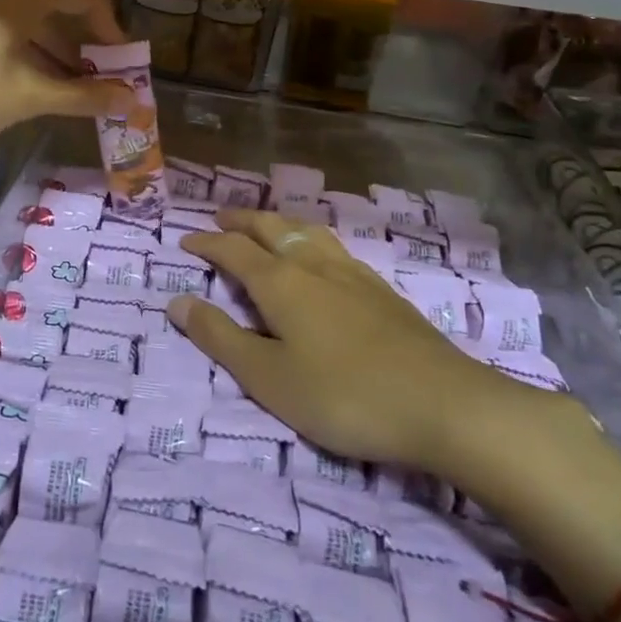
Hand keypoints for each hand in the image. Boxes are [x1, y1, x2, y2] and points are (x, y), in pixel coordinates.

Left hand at [0, 0, 131, 148]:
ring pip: (25, 15)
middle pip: (55, 3)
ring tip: (63, 84)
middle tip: (95, 75)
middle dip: (80, 40)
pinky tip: (20, 79)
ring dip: (51, 46)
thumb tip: (132, 100)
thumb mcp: (28, 96)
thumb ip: (83, 95)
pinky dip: (21, 46)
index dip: (110, 27)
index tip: (120, 62)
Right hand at [168, 209, 592, 500]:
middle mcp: (314, 265)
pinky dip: (310, 240)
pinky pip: (333, 247)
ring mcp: (353, 274)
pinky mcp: (382, 290)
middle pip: (272, 228)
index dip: (206, 243)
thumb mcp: (268, 378)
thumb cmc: (343, 395)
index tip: (185, 240)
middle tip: (220, 218)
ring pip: (308, 232)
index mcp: (281, 282)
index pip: (233, 250)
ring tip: (267, 225)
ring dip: (278, 223)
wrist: (443, 403)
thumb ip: (221, 338)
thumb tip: (177, 301)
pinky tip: (321, 257)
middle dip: (242, 221)